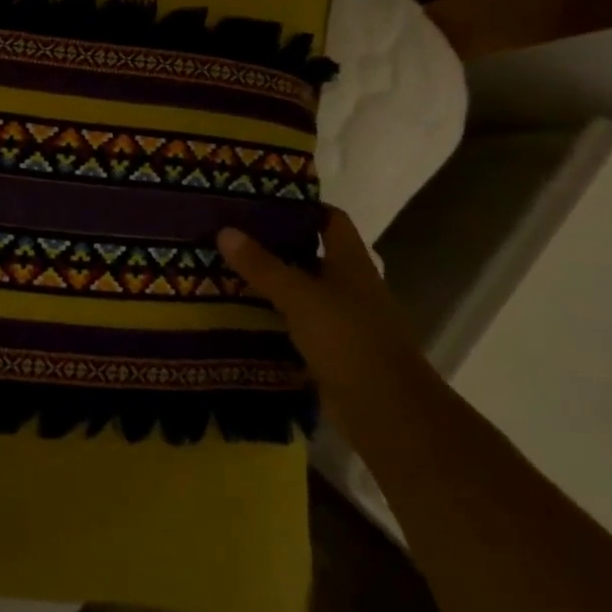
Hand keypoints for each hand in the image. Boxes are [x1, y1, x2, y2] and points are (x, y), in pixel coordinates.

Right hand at [217, 208, 428, 427]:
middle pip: (313, 254)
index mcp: (352, 263)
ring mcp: (345, 322)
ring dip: (273, 284)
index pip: (331, 220)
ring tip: (228, 271)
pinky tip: (244, 316)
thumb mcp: (299, 296)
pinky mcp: (334, 353)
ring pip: (304, 292)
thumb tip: (225, 230)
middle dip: (276, 245)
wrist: (387, 412)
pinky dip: (276, 319)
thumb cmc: (348, 339)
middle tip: (233, 234)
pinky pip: (299, 326)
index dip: (302, 206)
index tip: (262, 199)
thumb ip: (262, 265)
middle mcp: (352, 287)